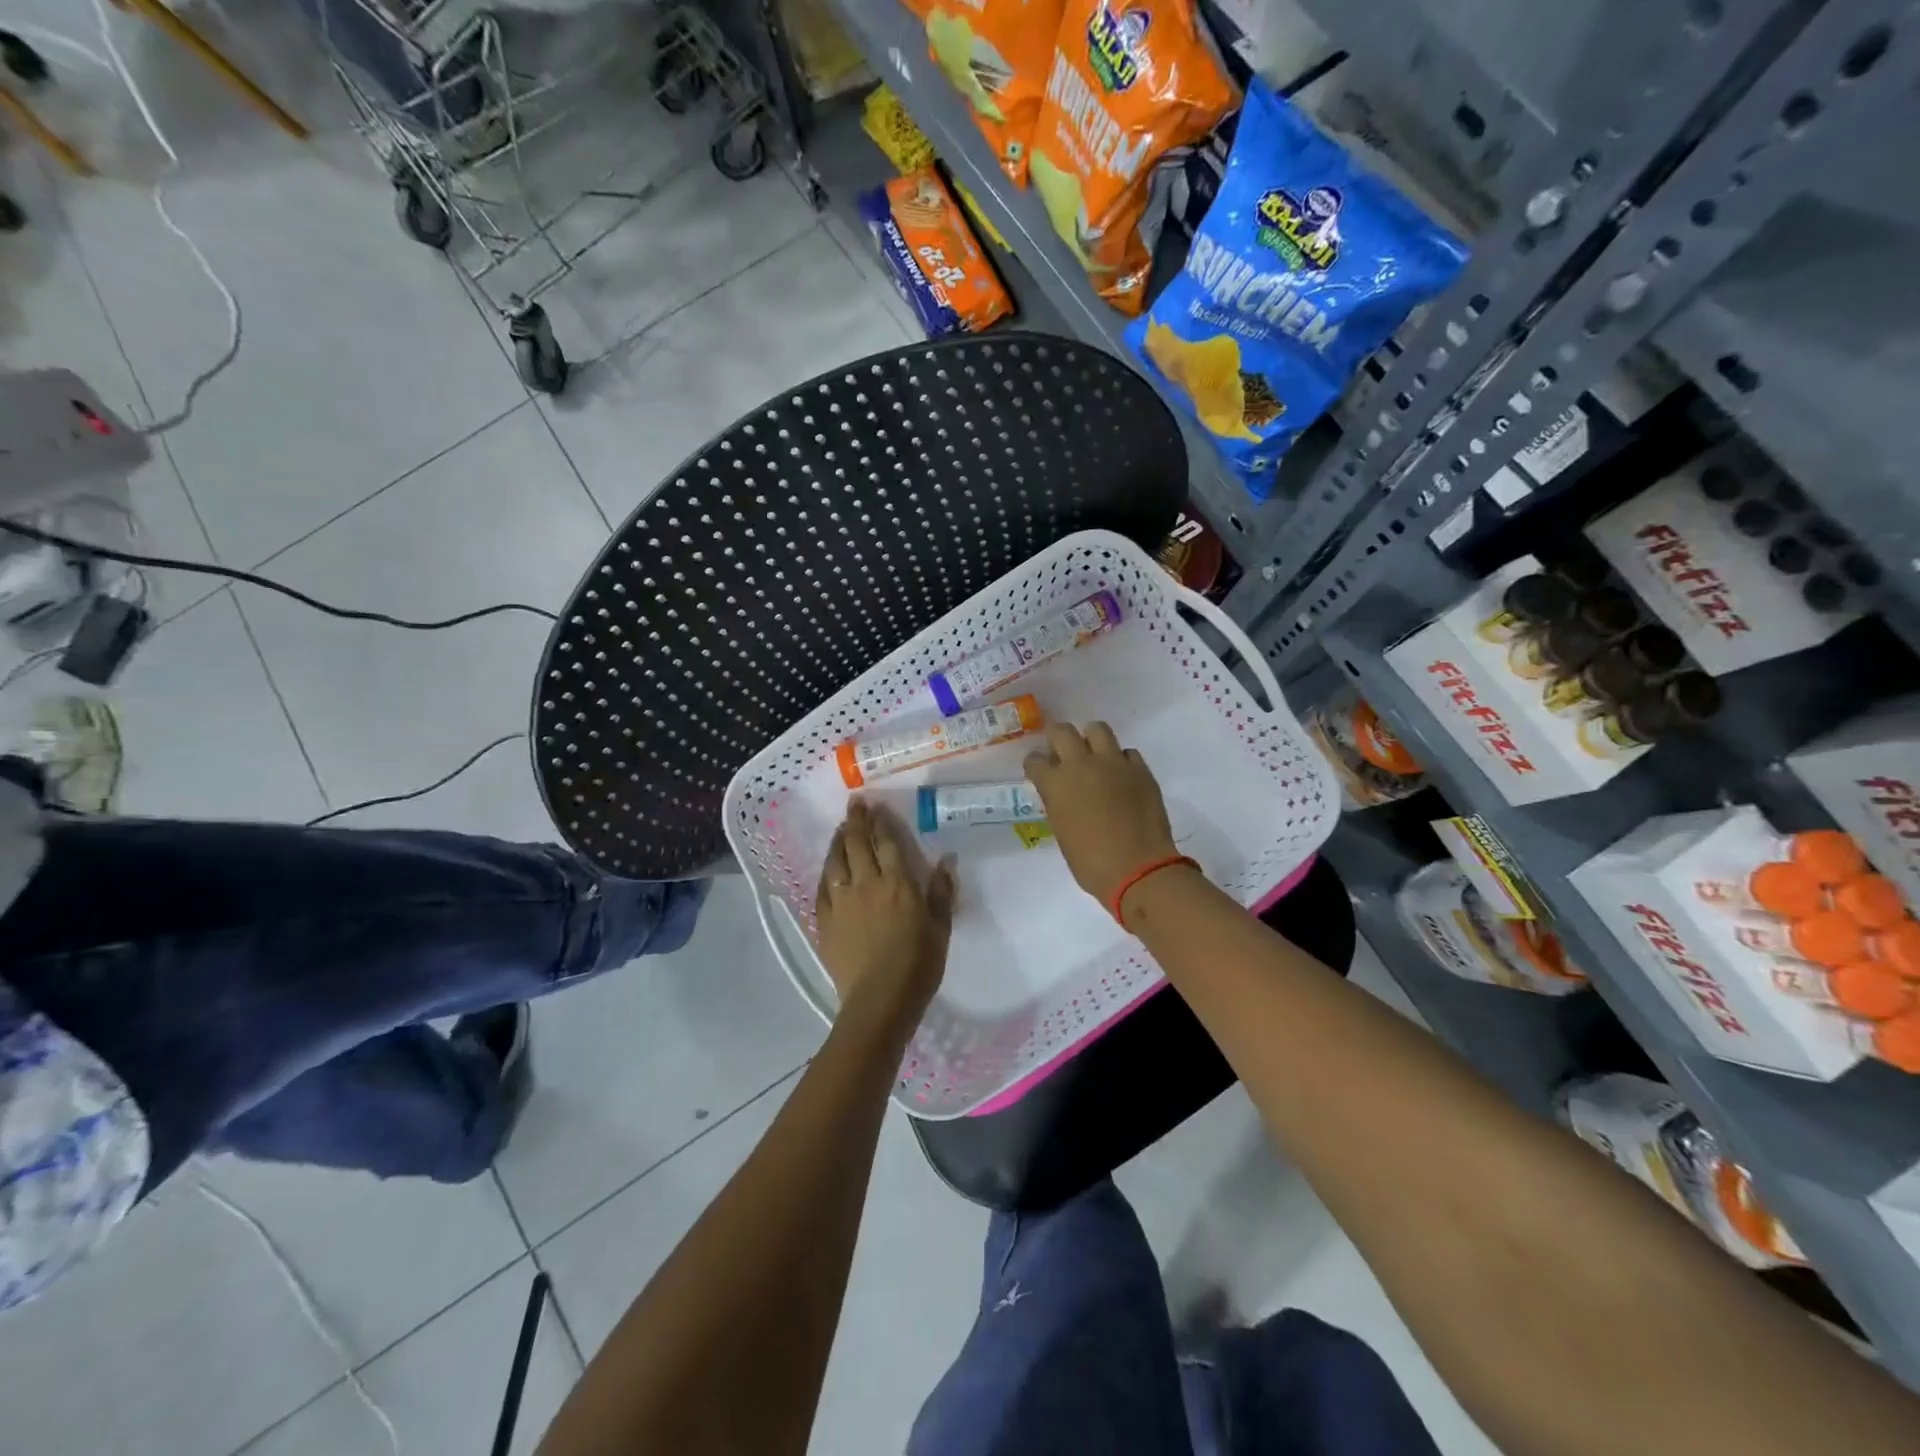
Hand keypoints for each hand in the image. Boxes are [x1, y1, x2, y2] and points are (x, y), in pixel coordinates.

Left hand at [815, 799, 955, 1025]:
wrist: (880, 1000)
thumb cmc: (918, 964)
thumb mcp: (940, 927)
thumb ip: (941, 892)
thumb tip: (947, 860)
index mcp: (898, 882)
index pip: (887, 842)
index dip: (881, 821)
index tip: (875, 805)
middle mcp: (866, 883)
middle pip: (857, 844)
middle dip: (856, 821)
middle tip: (854, 804)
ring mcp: (842, 901)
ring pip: (836, 861)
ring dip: (838, 841)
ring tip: (841, 829)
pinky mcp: (825, 920)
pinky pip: (822, 887)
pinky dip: (826, 871)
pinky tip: (828, 867)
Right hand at [1024, 722, 1179, 908]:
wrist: (1137, 868)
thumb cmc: (1090, 862)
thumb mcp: (1062, 831)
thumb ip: (1059, 803)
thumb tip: (1063, 794)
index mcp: (1055, 783)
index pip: (1035, 760)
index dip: (1036, 765)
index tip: (1040, 771)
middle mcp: (1081, 764)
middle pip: (1062, 731)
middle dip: (1058, 739)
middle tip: (1062, 753)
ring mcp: (1113, 763)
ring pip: (1098, 729)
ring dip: (1091, 739)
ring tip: (1094, 755)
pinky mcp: (1140, 769)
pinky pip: (1127, 753)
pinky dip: (1121, 761)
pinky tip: (1121, 776)